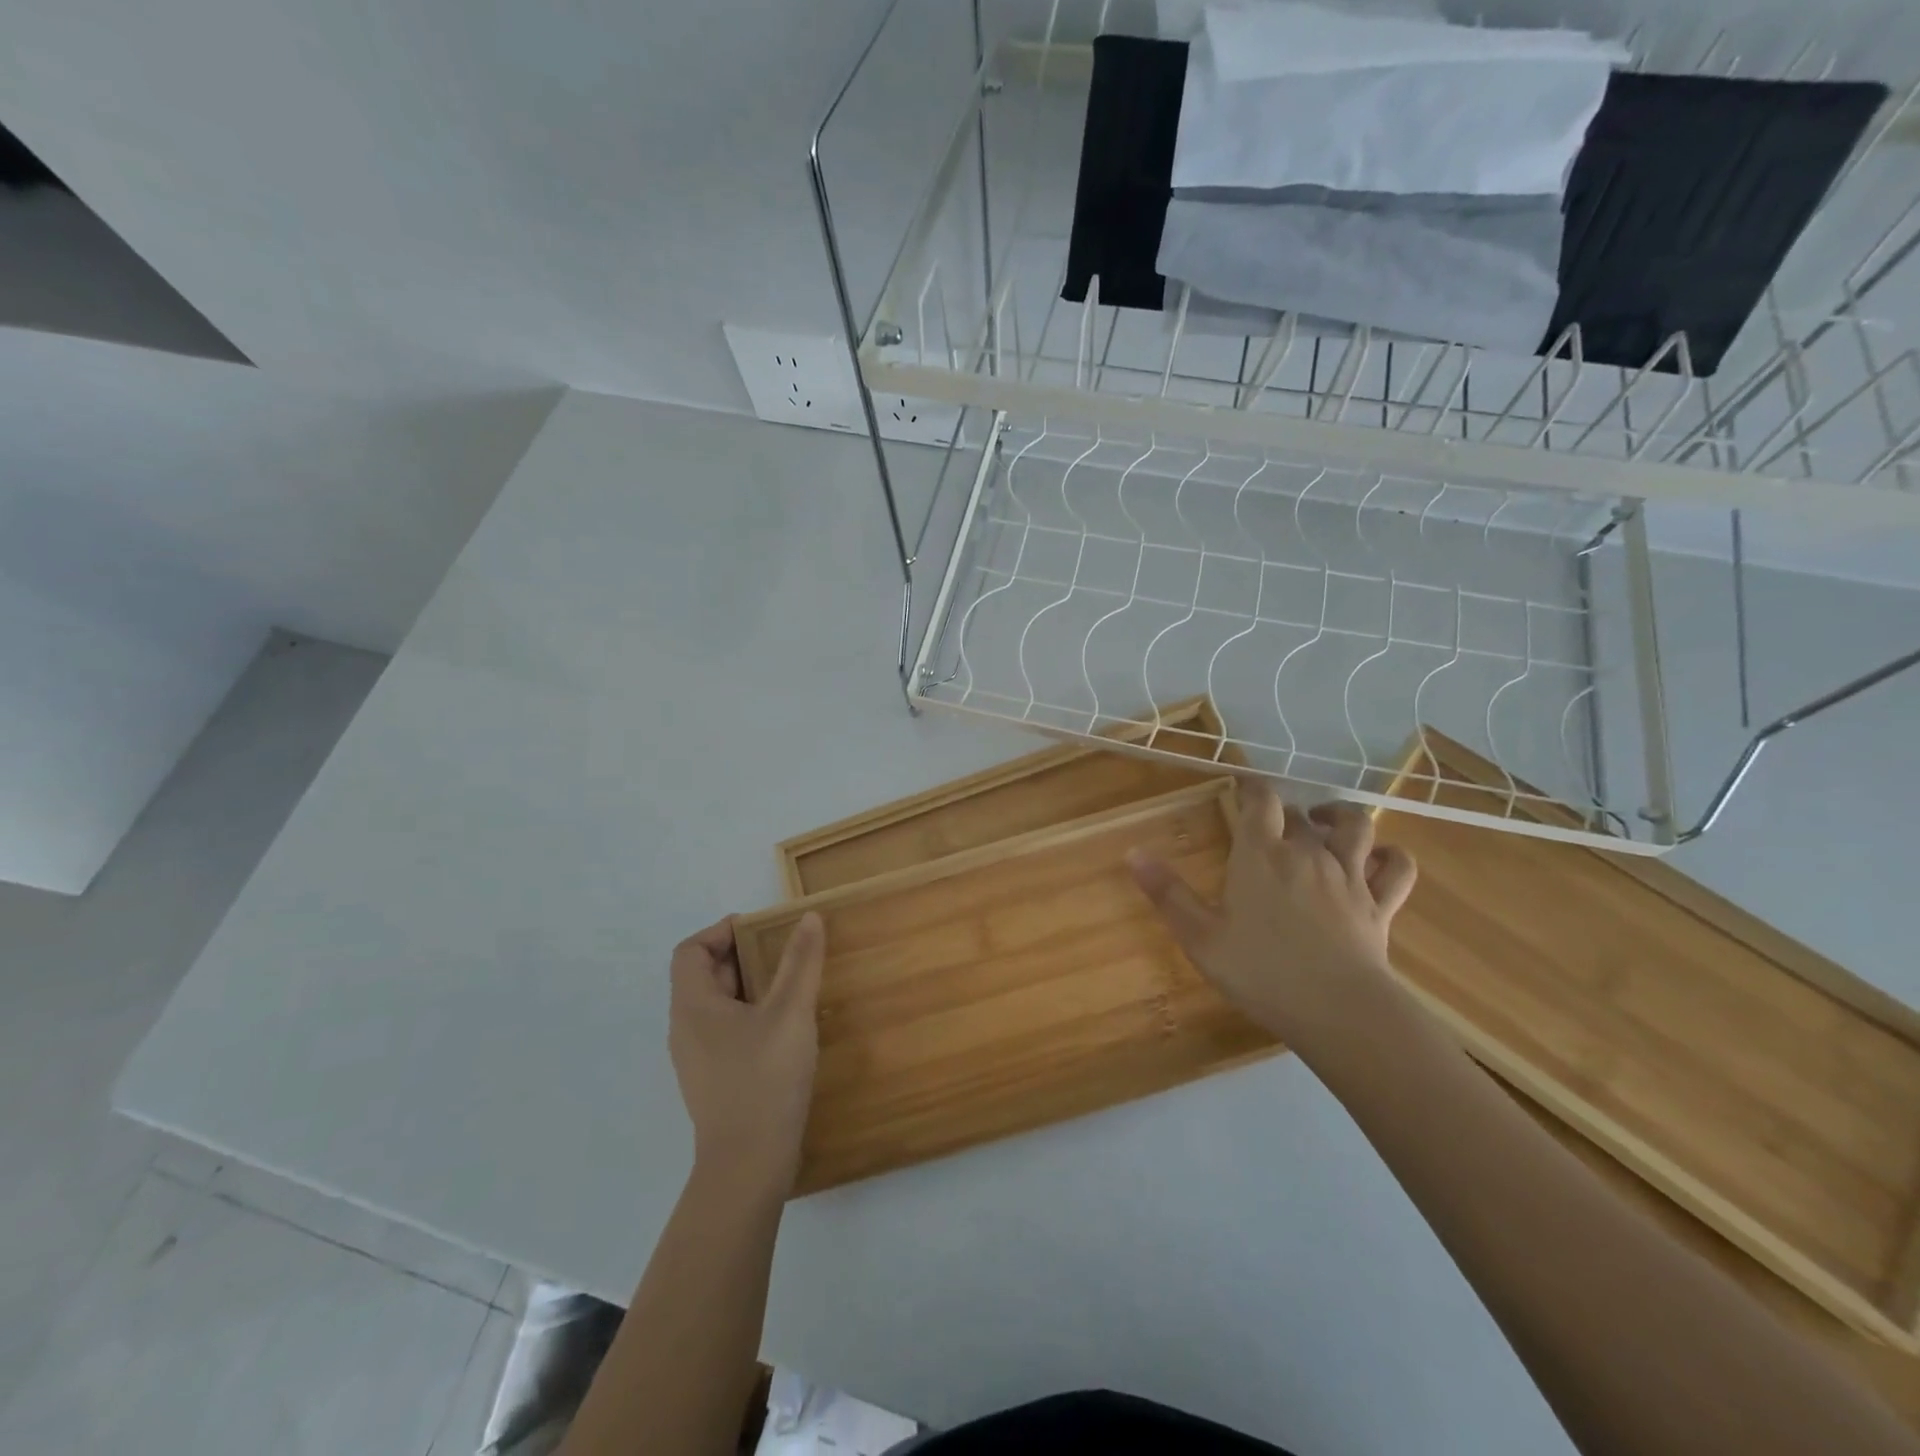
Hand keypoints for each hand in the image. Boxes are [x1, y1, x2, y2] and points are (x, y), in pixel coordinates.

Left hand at [668, 913, 824, 1196]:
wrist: (748, 1166)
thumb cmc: (764, 1079)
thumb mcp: (790, 1012)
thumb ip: (800, 962)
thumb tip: (808, 917)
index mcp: (693, 1006)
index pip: (689, 951)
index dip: (720, 931)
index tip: (760, 929)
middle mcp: (685, 1029)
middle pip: (703, 976)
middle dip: (742, 956)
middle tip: (783, 951)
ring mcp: (697, 1059)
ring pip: (716, 1005)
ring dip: (748, 986)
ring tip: (789, 984)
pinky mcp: (713, 1080)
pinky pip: (725, 1031)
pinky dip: (750, 1015)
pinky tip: (784, 1027)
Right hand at [1128, 786, 1416, 1061]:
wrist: (1337, 1011)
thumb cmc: (1260, 971)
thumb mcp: (1200, 937)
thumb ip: (1168, 893)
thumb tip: (1134, 852)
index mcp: (1261, 855)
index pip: (1260, 801)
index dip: (1251, 787)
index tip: (1241, 786)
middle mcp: (1308, 854)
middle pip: (1299, 815)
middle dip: (1284, 813)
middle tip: (1269, 826)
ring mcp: (1350, 877)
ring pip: (1356, 827)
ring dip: (1340, 817)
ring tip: (1325, 822)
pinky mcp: (1381, 904)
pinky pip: (1398, 868)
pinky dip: (1391, 856)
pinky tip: (1380, 858)